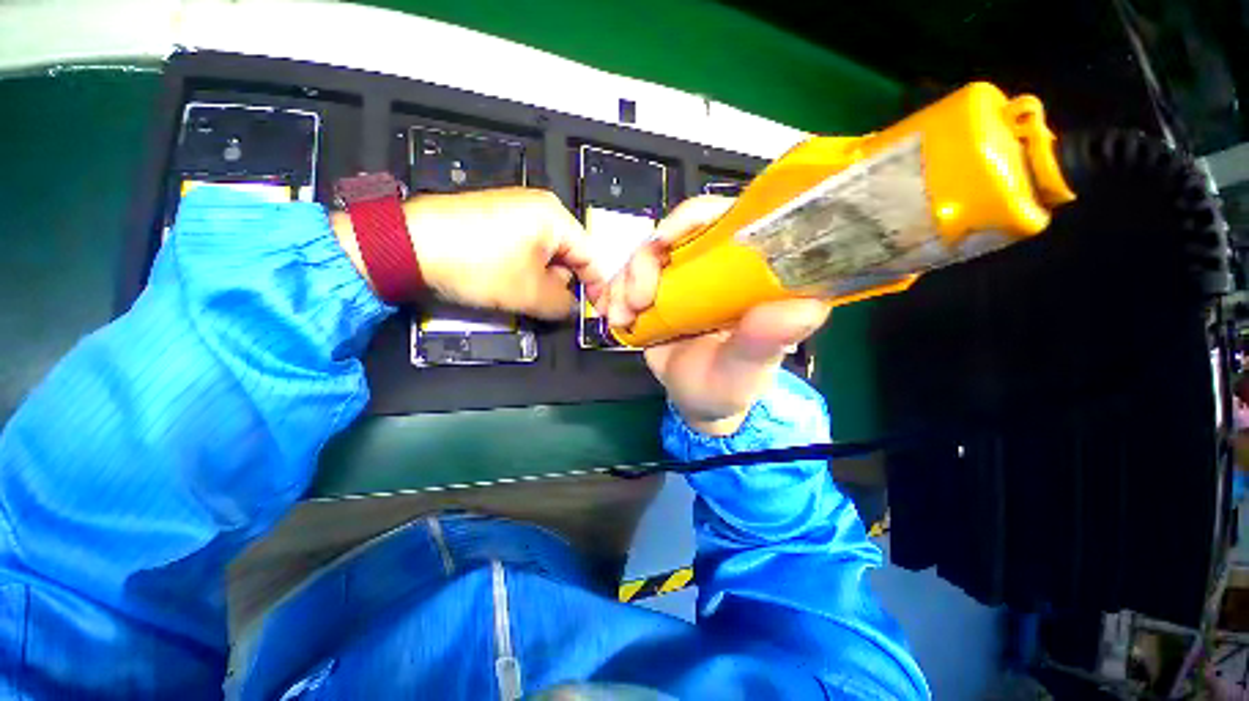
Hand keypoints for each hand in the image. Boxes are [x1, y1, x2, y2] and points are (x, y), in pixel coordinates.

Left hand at [335, 188, 598, 319]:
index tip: (594, 310)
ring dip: (541, 280)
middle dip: (563, 284)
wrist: (407, 245)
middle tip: (550, 306)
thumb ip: (563, 305)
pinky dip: (523, 270)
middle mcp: (538, 207)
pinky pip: (523, 249)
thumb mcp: (530, 293)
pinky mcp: (493, 219)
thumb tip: (574, 309)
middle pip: (568, 255)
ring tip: (523, 295)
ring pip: (545, 254)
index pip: (591, 256)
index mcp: (554, 217)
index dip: (595, 286)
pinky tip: (506, 282)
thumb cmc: (477, 264)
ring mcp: (513, 210)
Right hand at [598, 196, 829, 435]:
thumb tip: (806, 306)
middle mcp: (718, 267)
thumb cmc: (731, 387)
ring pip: (646, 256)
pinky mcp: (659, 292)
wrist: (697, 402)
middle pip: (676, 233)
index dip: (693, 218)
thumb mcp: (748, 370)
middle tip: (636, 299)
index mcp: (751, 274)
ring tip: (622, 317)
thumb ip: (766, 341)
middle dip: (646, 261)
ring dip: (625, 281)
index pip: (729, 220)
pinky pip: (628, 278)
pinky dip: (614, 293)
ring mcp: (685, 278)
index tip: (664, 241)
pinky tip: (615, 317)